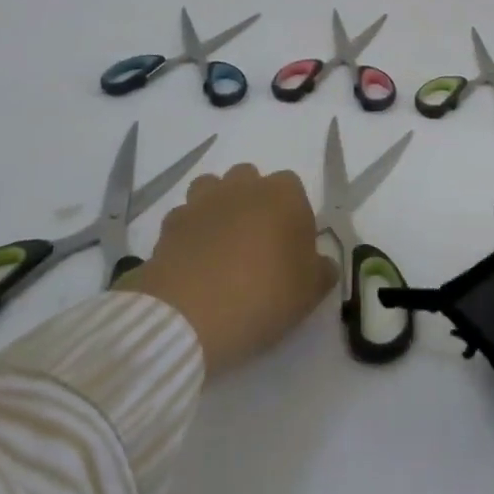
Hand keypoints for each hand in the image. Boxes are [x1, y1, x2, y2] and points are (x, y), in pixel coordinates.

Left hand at [114, 165, 337, 376]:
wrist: (189, 314)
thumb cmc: (262, 295)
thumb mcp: (309, 293)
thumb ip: (321, 272)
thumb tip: (323, 264)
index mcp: (282, 195)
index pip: (293, 188)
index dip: (292, 216)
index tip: (291, 249)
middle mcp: (242, 187)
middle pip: (250, 180)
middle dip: (253, 202)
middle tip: (256, 245)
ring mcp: (202, 201)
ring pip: (212, 189)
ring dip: (218, 208)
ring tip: (220, 246)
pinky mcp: (170, 223)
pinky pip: (184, 218)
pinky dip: (189, 232)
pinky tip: (192, 261)